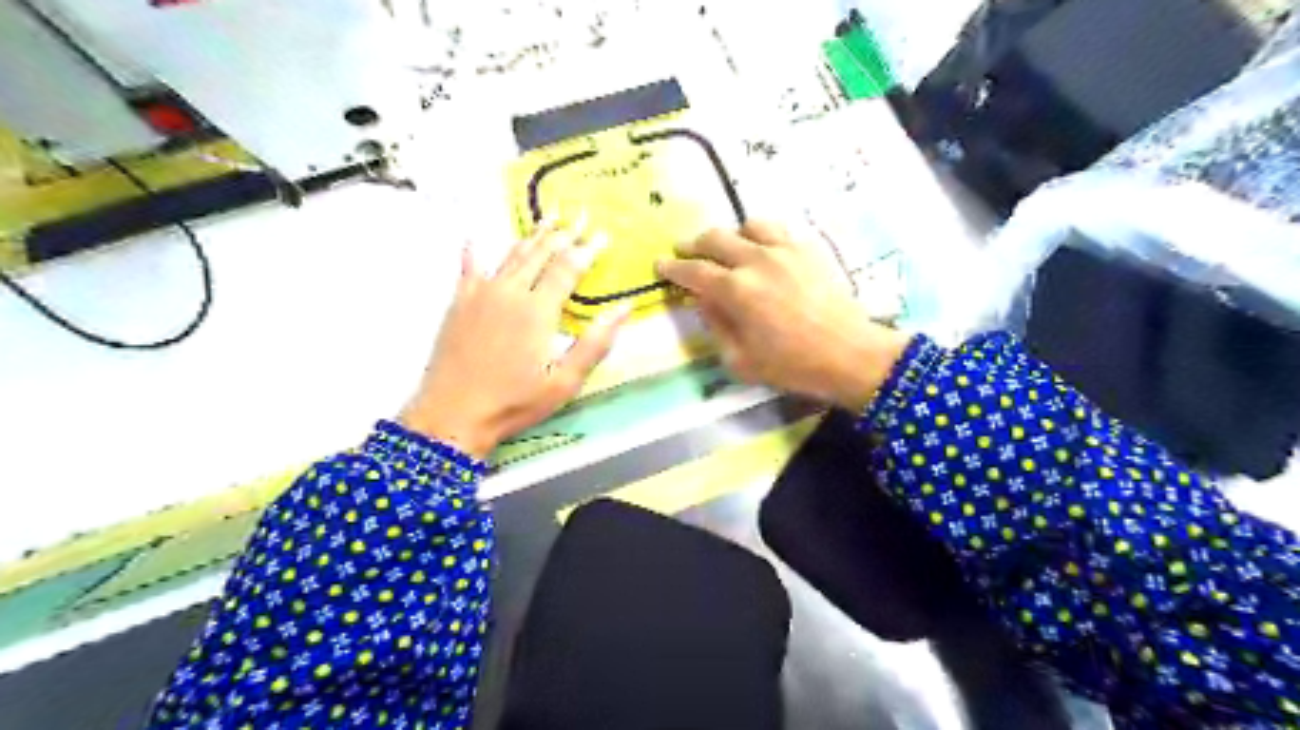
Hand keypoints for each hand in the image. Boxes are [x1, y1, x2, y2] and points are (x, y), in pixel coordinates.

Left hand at [406, 221, 629, 458]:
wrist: (453, 414)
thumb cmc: (515, 402)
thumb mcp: (565, 381)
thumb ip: (596, 342)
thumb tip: (624, 308)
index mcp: (538, 310)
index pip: (568, 268)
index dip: (587, 249)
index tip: (602, 233)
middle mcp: (510, 292)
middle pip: (540, 254)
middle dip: (563, 233)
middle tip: (579, 215)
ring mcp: (480, 294)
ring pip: (511, 255)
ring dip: (532, 236)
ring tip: (548, 218)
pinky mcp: (459, 303)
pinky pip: (469, 268)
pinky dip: (475, 251)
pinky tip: (475, 238)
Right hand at [655, 220, 907, 413]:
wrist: (850, 355)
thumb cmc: (792, 366)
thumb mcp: (740, 361)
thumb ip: (716, 326)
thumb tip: (704, 300)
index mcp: (736, 290)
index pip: (694, 271)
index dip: (673, 267)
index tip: (661, 265)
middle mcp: (756, 260)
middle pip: (715, 238)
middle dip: (694, 244)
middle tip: (685, 251)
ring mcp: (785, 250)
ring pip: (747, 225)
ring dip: (731, 235)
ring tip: (728, 248)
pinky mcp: (809, 249)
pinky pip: (778, 229)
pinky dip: (761, 235)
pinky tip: (763, 249)